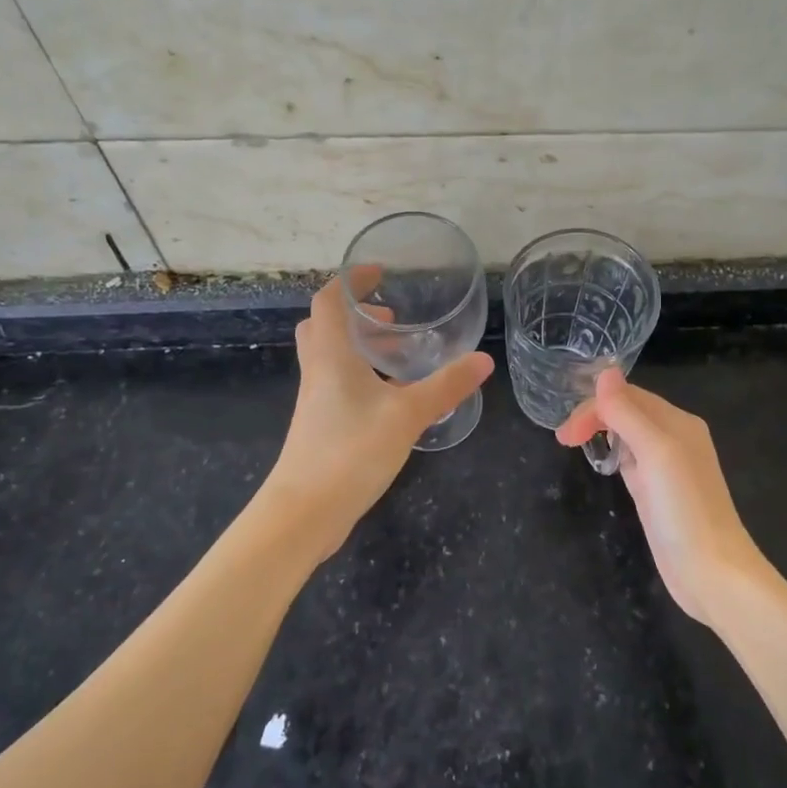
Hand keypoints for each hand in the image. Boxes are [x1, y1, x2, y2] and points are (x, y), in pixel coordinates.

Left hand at [268, 273, 493, 555]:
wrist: (304, 513)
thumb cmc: (350, 452)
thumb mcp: (406, 415)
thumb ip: (445, 387)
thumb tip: (483, 360)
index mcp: (331, 355)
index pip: (329, 301)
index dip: (350, 281)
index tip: (378, 274)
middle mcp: (318, 371)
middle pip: (324, 327)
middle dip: (356, 315)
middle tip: (392, 320)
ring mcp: (316, 401)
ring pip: (331, 357)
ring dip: (360, 347)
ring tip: (400, 357)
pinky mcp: (320, 426)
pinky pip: (337, 384)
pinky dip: (361, 376)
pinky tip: (391, 398)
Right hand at [555, 369, 767, 626]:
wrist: (712, 573)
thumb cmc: (684, 509)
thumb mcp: (655, 452)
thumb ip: (628, 412)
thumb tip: (605, 370)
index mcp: (678, 422)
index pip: (628, 397)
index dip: (594, 406)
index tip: (565, 433)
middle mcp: (675, 438)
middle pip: (628, 412)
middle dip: (594, 418)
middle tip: (563, 441)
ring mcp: (668, 468)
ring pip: (628, 435)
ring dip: (602, 433)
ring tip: (574, 445)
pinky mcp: (658, 494)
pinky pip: (632, 461)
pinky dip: (614, 455)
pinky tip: (604, 464)